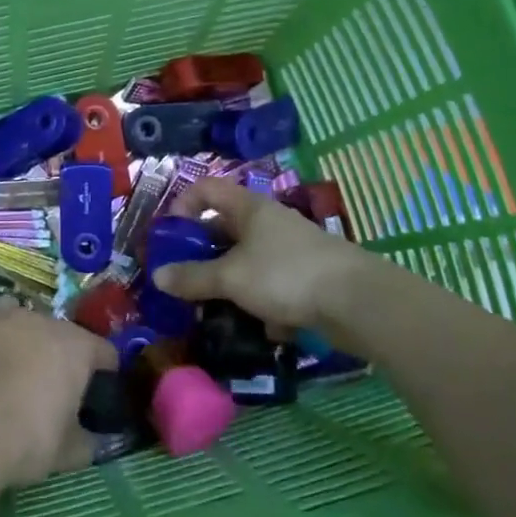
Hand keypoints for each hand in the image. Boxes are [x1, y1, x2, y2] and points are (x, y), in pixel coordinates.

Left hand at [0, 300, 118, 489]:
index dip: (105, 373)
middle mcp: (41, 321)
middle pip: (59, 332)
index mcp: (76, 346)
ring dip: (20, 338)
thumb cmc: (26, 439)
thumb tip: (96, 440)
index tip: (98, 395)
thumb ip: (88, 441)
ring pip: (18, 318)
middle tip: (50, 388)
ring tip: (11, 369)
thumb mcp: (67, 452)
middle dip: (58, 355)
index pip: (104, 352)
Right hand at [153, 177, 365, 332]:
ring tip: (217, 310)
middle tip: (183, 280)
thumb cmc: (285, 276)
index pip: (206, 189)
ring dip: (231, 285)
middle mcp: (268, 223)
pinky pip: (273, 287)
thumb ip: (193, 277)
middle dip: (203, 255)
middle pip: (224, 229)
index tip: (168, 236)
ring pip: (248, 263)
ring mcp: (290, 250)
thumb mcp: (230, 277)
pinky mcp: (307, 278)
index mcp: (249, 208)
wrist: (358, 302)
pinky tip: (268, 327)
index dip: (182, 205)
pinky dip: (266, 305)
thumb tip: (158, 276)